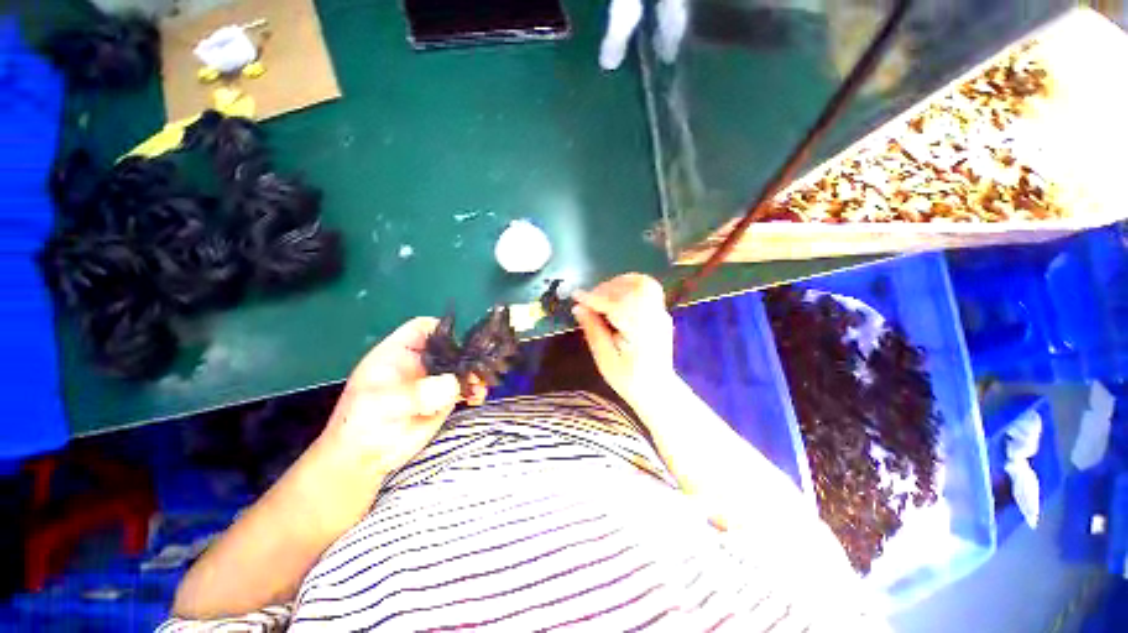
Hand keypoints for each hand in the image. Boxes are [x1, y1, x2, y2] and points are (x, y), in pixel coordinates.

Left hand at [321, 317, 487, 475]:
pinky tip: (477, 397)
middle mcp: (420, 363)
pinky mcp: (444, 399)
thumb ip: (415, 393)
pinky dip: (475, 390)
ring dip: (475, 372)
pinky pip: (465, 388)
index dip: (443, 328)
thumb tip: (452, 384)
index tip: (463, 339)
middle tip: (482, 363)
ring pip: (462, 367)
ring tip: (481, 383)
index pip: (423, 328)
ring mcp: (434, 381)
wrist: (365, 459)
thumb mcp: (381, 404)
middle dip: (468, 352)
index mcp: (399, 353)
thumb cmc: (361, 424)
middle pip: (450, 346)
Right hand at [572, 273, 675, 408]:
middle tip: (588, 300)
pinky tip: (615, 296)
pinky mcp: (660, 312)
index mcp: (642, 334)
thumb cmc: (629, 380)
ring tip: (601, 296)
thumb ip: (593, 331)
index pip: (618, 306)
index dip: (595, 298)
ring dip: (618, 284)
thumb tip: (578, 308)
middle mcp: (655, 319)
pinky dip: (627, 286)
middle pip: (632, 288)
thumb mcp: (605, 360)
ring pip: (642, 283)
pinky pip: (646, 289)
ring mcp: (661, 313)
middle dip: (606, 289)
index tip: (576, 296)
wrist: (658, 389)